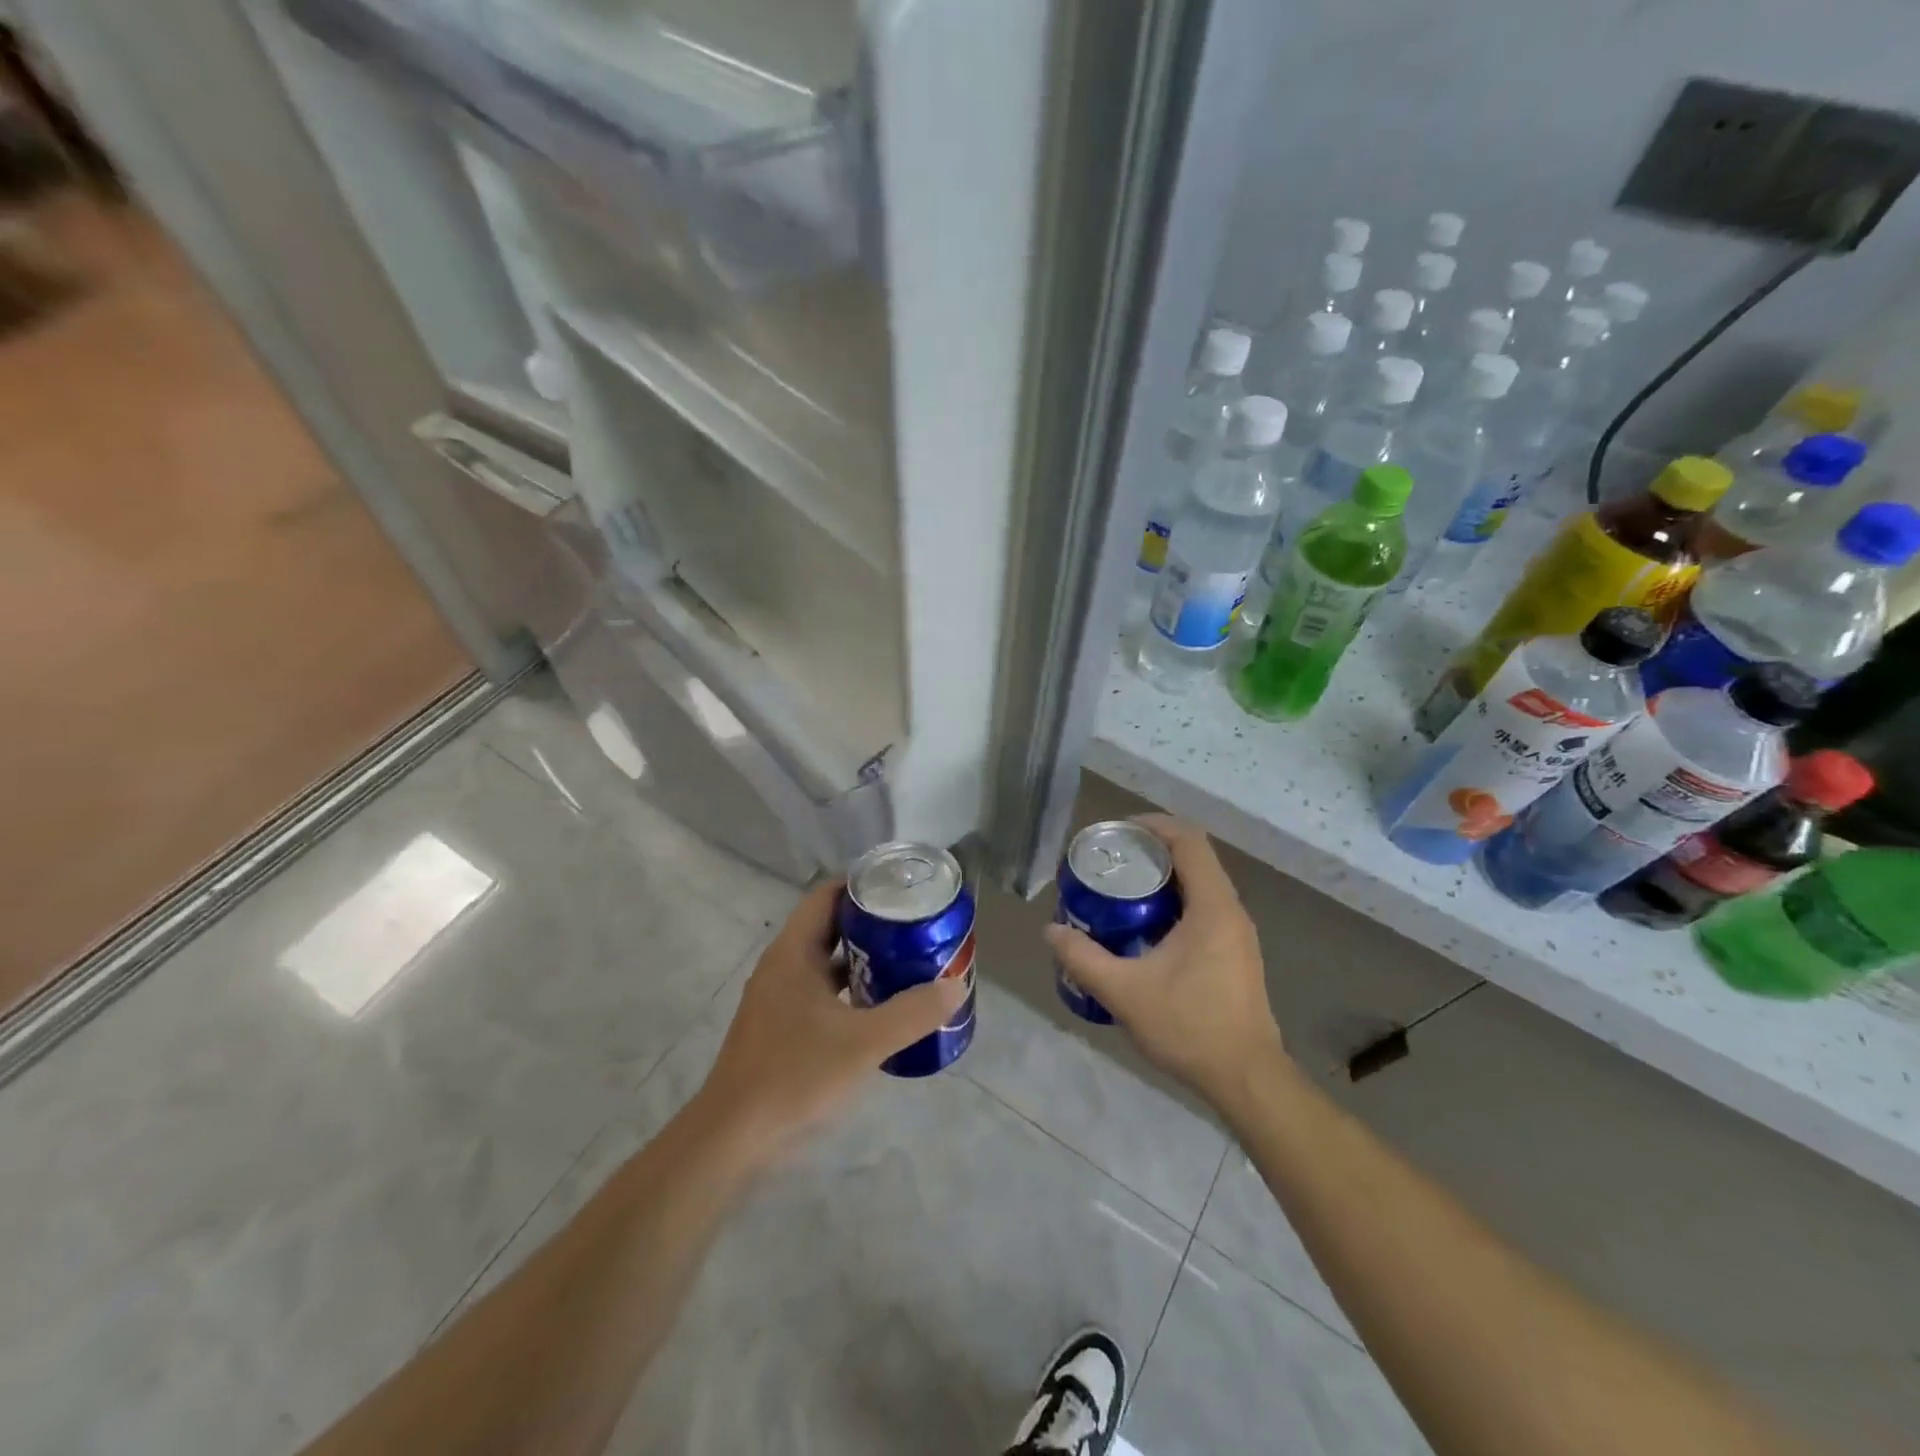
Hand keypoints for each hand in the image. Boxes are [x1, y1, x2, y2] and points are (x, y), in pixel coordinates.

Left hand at [695, 880, 967, 1165]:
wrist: (732, 1138)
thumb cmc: (794, 1075)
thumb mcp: (863, 1042)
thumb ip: (911, 1013)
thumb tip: (955, 985)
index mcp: (793, 953)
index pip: (826, 896)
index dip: (862, 884)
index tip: (901, 886)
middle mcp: (782, 966)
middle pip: (830, 926)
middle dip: (871, 923)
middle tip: (916, 924)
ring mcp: (778, 998)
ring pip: (826, 962)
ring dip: (863, 958)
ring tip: (908, 960)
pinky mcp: (780, 1026)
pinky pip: (821, 992)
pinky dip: (850, 990)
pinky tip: (880, 1007)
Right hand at [1045, 815, 1285, 1111]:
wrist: (1246, 1080)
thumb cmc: (1190, 1027)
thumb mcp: (1125, 992)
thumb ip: (1083, 958)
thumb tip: (1050, 931)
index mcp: (1212, 907)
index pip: (1189, 841)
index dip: (1154, 825)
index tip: (1119, 830)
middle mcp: (1231, 911)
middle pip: (1195, 858)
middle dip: (1152, 850)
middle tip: (1111, 860)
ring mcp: (1238, 934)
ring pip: (1201, 884)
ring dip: (1164, 877)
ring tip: (1121, 889)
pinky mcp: (1236, 953)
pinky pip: (1205, 908)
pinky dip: (1175, 901)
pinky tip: (1145, 927)